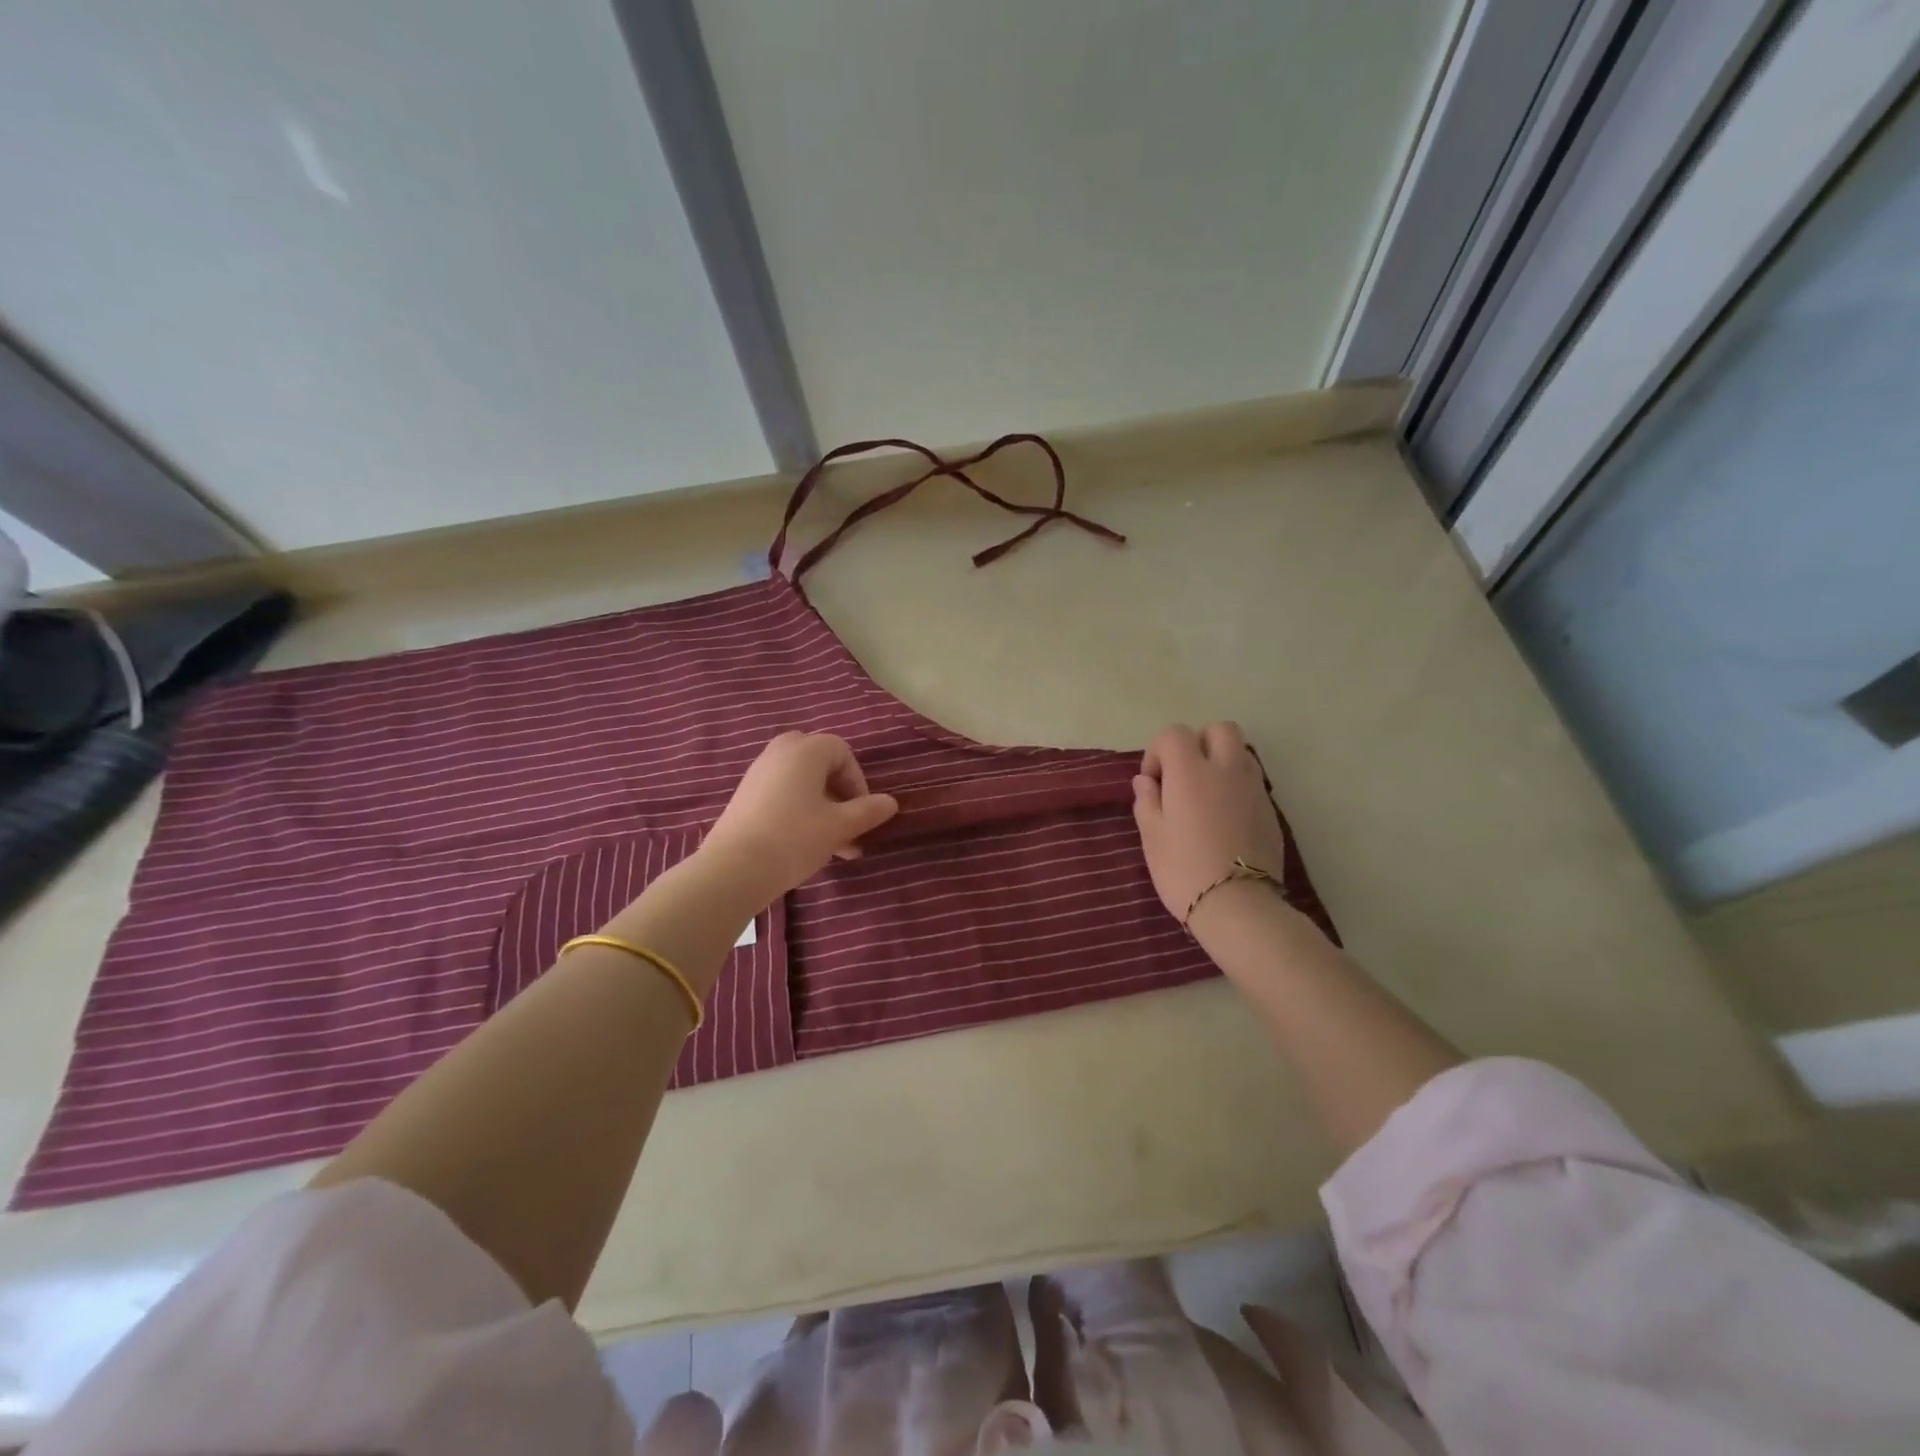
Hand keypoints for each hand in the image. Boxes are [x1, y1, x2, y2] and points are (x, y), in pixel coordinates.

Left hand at [698, 732, 897, 907]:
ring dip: (823, 808)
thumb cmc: (794, 838)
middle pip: (820, 764)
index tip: (862, 813)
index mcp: (805, 750)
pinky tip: (807, 845)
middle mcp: (779, 753)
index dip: (858, 782)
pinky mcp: (745, 797)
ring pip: (801, 783)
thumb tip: (891, 802)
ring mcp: (758, 774)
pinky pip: (782, 794)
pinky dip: (800, 811)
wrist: (733, 869)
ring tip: (836, 847)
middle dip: (839, 793)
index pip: (842, 752)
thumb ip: (868, 811)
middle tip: (848, 823)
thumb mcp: (839, 826)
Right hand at [1132, 722, 1286, 926]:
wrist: (1238, 906)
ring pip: (1241, 753)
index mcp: (1191, 773)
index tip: (1153, 781)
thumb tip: (1146, 781)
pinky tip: (1225, 818)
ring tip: (1206, 795)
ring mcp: (1253, 789)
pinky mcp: (1270, 811)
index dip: (1159, 751)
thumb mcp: (1152, 837)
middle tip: (1185, 775)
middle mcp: (1226, 771)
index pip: (1175, 734)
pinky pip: (1252, 782)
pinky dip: (1237, 787)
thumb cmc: (1184, 869)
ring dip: (1221, 762)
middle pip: (1219, 730)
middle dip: (1199, 743)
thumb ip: (1147, 801)